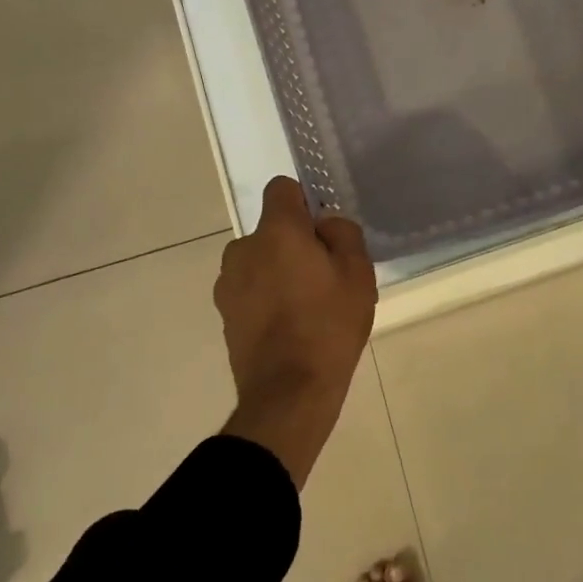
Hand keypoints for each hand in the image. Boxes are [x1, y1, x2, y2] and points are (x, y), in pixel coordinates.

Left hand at [215, 176, 377, 487]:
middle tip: (324, 275)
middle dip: (294, 242)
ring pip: (259, 260)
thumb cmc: (329, 326)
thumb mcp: (358, 274)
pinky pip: (250, 289)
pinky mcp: (224, 313)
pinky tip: (287, 326)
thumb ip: (343, 233)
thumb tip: (325, 223)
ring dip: (277, 270)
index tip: (323, 230)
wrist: (289, 392)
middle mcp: (243, 248)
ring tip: (305, 306)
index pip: (282, 189)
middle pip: (272, 229)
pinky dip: (265, 296)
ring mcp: (228, 282)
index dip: (305, 202)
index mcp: (276, 231)